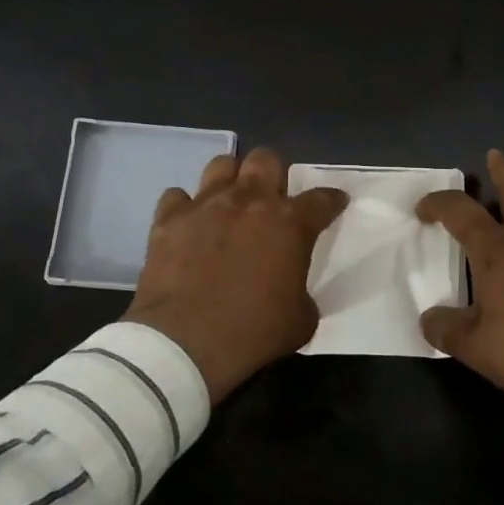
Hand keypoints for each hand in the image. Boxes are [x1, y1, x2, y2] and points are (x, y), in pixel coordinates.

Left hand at [125, 148, 347, 404]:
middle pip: (267, 159)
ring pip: (222, 164)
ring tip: (231, 201)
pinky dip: (185, 207)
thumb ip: (302, 290)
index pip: (322, 198)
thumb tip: (291, 288)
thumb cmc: (252, 334)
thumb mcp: (301, 320)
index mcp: (290, 224)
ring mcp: (206, 205)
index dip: (332, 200)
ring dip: (231, 179)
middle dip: (274, 174)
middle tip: (272, 199)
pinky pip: (177, 196)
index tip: (334, 203)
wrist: (184, 345)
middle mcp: (249, 201)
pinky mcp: (169, 219)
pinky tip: (189, 224)